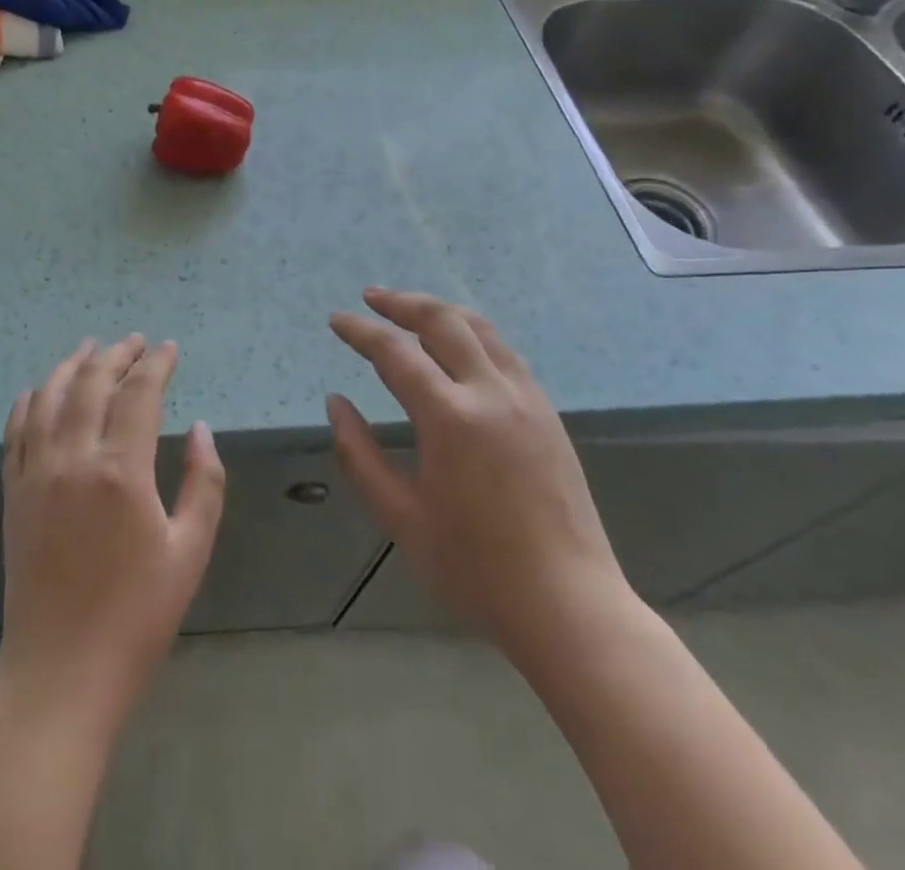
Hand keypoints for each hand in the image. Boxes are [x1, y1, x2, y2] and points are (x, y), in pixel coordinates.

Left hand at [0, 336, 225, 739]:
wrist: (61, 674)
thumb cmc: (137, 617)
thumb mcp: (190, 552)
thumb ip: (203, 482)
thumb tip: (200, 429)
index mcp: (121, 471)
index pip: (139, 393)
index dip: (156, 364)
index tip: (169, 349)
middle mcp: (72, 458)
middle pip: (92, 383)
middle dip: (116, 354)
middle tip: (135, 342)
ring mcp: (36, 473)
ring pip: (48, 397)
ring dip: (71, 366)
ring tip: (90, 348)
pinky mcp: (13, 492)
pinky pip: (16, 430)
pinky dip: (29, 400)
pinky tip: (39, 390)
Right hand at [327, 289, 630, 660]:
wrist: (569, 606)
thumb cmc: (475, 569)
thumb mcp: (400, 517)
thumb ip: (359, 454)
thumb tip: (335, 403)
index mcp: (451, 419)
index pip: (395, 353)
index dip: (361, 331)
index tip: (336, 320)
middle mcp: (491, 393)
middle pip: (443, 321)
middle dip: (402, 302)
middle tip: (371, 298)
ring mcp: (526, 399)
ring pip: (480, 328)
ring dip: (439, 310)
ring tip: (410, 310)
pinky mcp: (547, 412)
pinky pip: (504, 351)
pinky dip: (471, 333)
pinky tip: (457, 347)